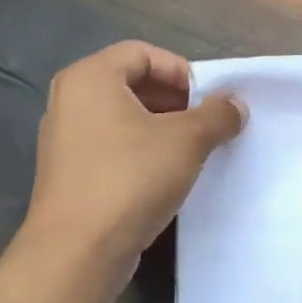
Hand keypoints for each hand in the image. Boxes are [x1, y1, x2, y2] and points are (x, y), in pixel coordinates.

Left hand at [21, 42, 243, 274]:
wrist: (79, 249)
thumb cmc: (131, 178)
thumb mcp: (187, 141)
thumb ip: (217, 115)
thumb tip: (235, 104)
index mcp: (90, 78)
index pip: (142, 53)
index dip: (182, 71)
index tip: (209, 100)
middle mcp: (70, 100)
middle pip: (132, 83)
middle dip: (176, 101)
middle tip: (207, 125)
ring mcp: (66, 139)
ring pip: (124, 118)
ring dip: (163, 128)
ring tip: (194, 151)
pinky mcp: (70, 173)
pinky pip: (113, 146)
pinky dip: (142, 151)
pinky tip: (167, 176)